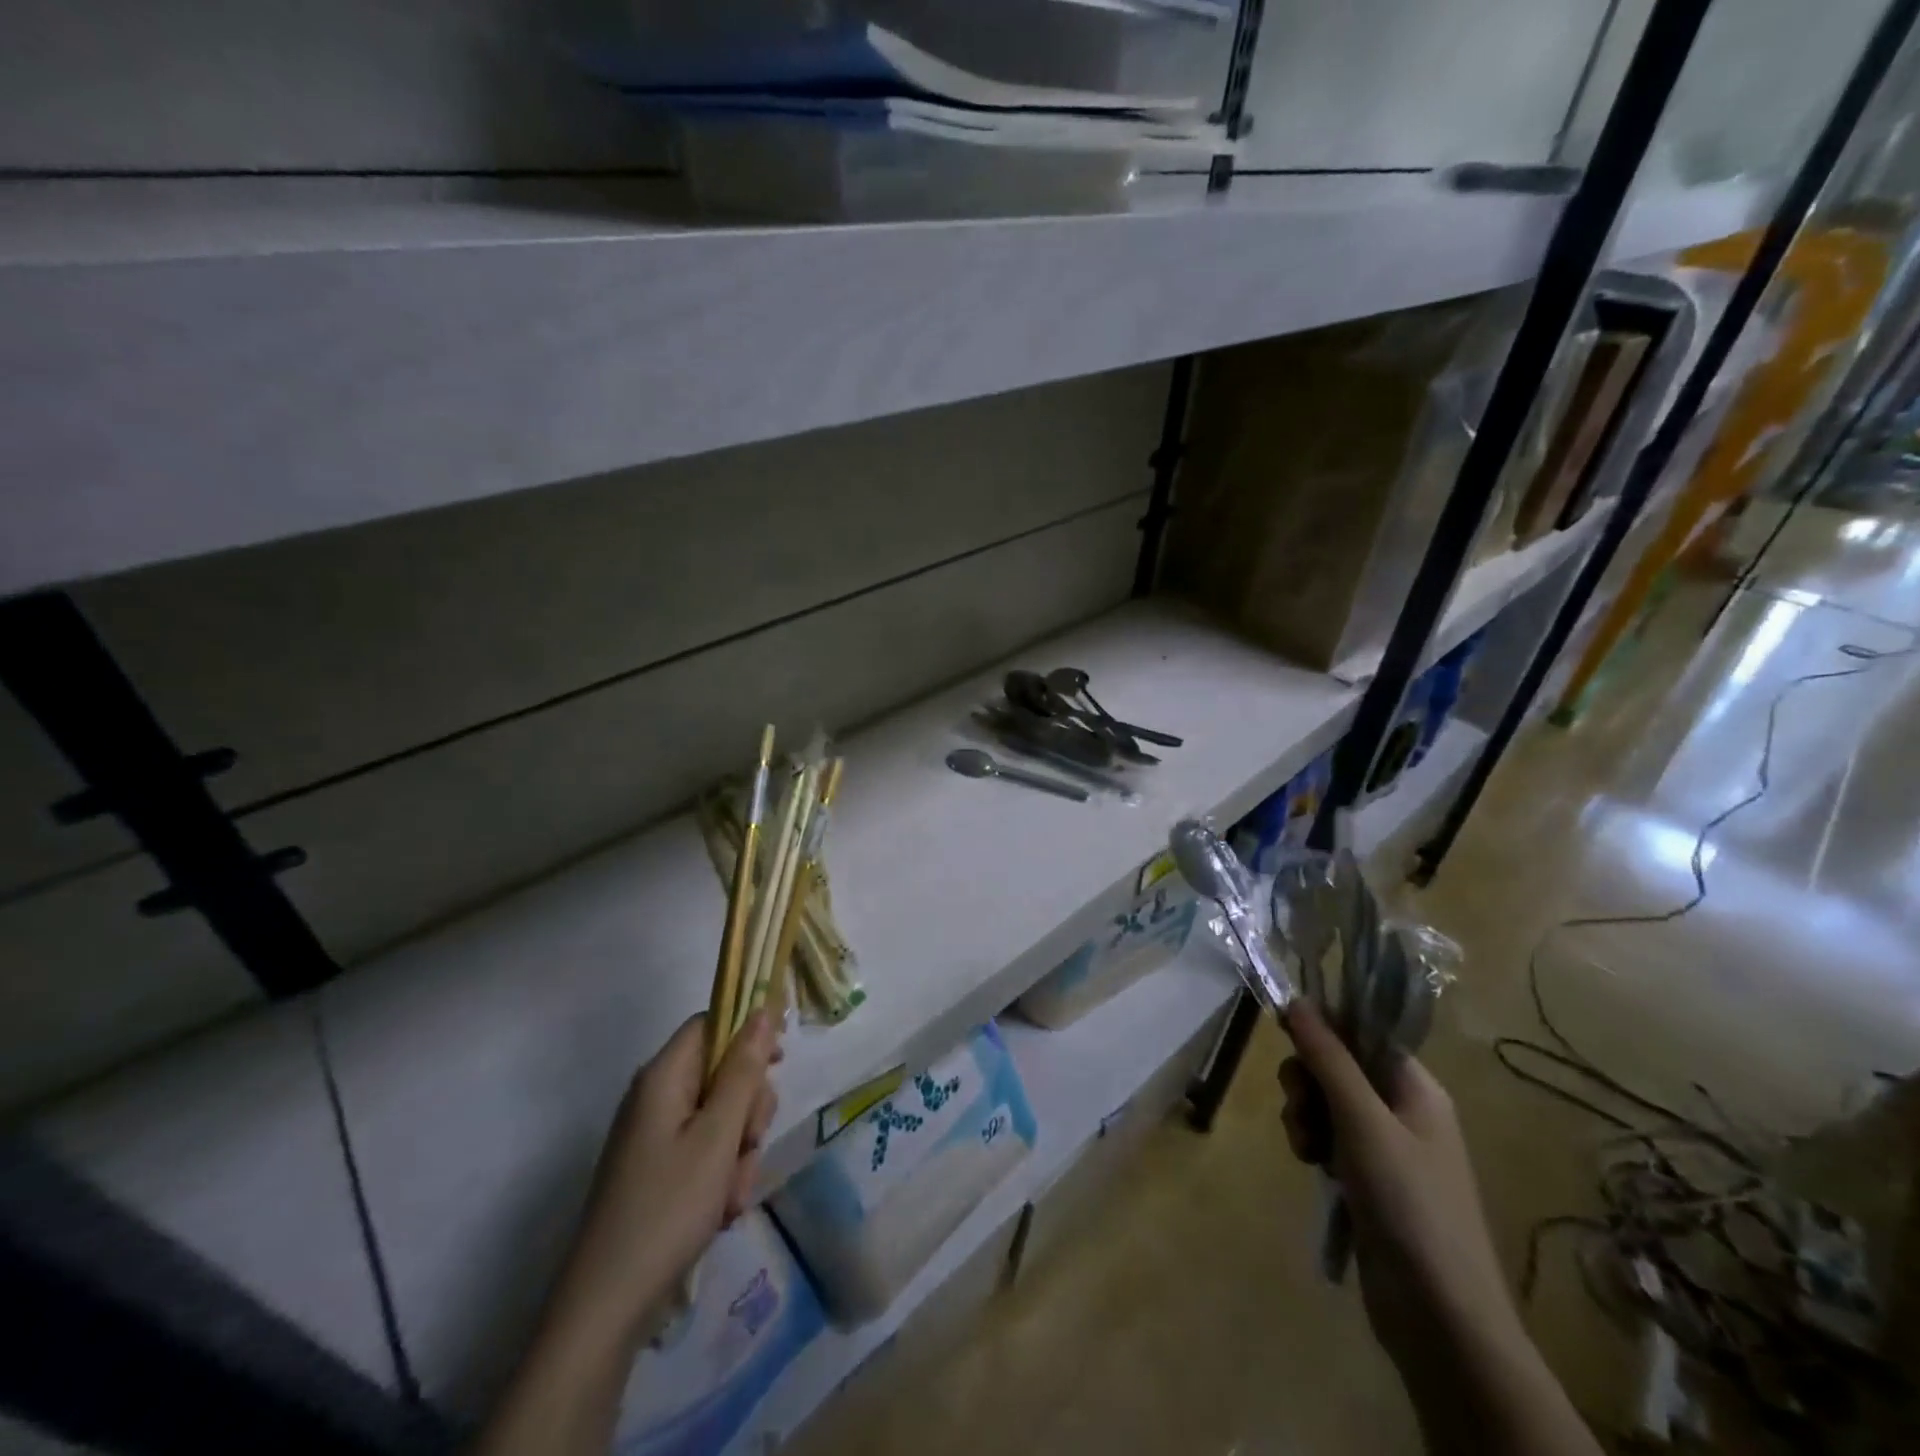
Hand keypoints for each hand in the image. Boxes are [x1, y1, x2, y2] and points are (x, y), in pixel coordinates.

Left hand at [473, 1013, 778, 1455]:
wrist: (606, 1308)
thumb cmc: (667, 1208)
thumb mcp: (718, 1136)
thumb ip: (744, 1070)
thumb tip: (763, 1010)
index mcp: (663, 1077)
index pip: (712, 1024)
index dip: (749, 1032)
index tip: (781, 1059)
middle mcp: (657, 1097)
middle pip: (723, 1072)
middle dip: (748, 1108)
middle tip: (750, 1143)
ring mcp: (656, 1136)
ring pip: (722, 1116)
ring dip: (739, 1150)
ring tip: (733, 1194)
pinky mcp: (659, 1170)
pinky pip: (706, 1151)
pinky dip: (722, 1175)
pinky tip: (722, 1211)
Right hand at [1278, 1001, 1522, 1378]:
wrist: (1440, 1316)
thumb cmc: (1409, 1204)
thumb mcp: (1363, 1122)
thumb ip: (1328, 1059)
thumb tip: (1297, 1000)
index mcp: (1416, 1088)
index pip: (1362, 1031)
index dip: (1323, 1026)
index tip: (1285, 1032)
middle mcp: (1402, 1109)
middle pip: (1337, 1065)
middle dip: (1307, 1079)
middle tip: (1302, 1105)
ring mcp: (1384, 1146)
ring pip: (1325, 1101)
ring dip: (1304, 1115)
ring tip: (1306, 1148)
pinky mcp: (1366, 1178)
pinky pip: (1327, 1137)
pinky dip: (1312, 1144)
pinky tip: (1310, 1166)